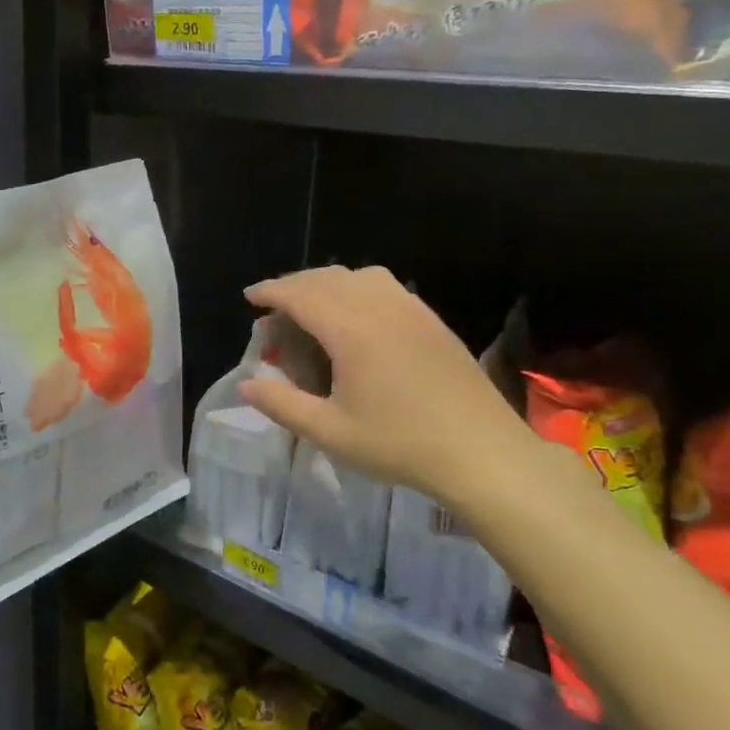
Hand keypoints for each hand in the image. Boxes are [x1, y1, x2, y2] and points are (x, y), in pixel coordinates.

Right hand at [239, 266, 535, 504]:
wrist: (483, 453)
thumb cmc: (400, 444)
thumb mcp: (330, 432)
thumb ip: (282, 404)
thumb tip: (246, 383)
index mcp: (352, 330)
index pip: (301, 294)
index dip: (271, 291)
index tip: (249, 298)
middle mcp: (381, 307)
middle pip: (328, 278)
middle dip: (294, 285)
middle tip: (274, 308)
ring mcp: (412, 310)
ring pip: (360, 275)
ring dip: (328, 283)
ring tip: (313, 307)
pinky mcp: (432, 321)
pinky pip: (386, 286)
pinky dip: (358, 288)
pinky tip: (357, 317)